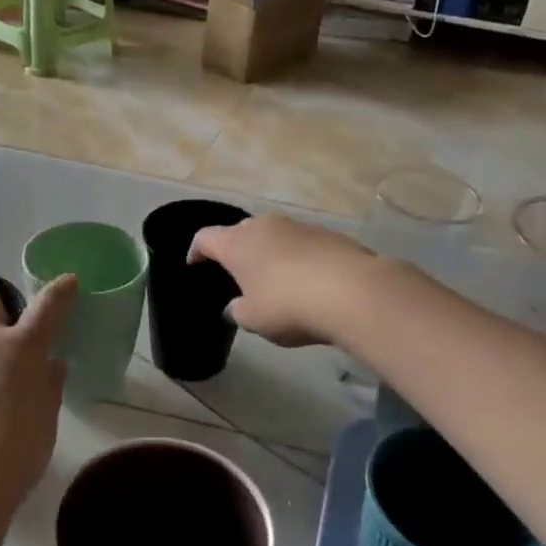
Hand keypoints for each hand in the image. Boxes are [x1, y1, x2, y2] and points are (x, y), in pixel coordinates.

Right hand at [188, 214, 375, 347]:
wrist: (352, 292)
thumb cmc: (287, 305)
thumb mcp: (253, 319)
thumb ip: (238, 310)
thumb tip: (237, 305)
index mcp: (237, 243)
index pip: (205, 237)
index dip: (196, 251)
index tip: (194, 264)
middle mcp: (265, 226)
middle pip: (241, 232)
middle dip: (236, 250)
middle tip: (236, 273)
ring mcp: (299, 226)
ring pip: (274, 236)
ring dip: (269, 253)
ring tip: (272, 278)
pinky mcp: (328, 234)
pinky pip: (302, 244)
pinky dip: (297, 258)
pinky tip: (305, 281)